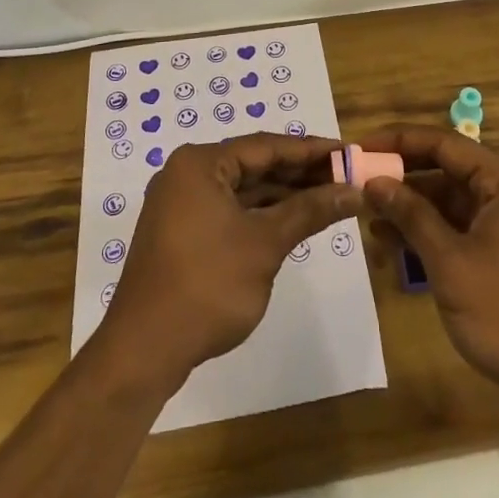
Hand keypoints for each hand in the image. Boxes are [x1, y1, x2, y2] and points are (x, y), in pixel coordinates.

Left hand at [96, 134, 362, 386]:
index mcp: (200, 163)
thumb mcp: (266, 244)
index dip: (311, 150)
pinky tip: (293, 221)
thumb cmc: (207, 286)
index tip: (348, 152)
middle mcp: (187, 174)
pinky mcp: (182, 233)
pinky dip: (261, 215)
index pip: (266, 146)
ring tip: (329, 197)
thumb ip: (309, 211)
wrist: (144, 352)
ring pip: (243, 190)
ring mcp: (181, 205)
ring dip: (283, 195)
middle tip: (345, 176)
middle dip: (300, 173)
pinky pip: (230, 210)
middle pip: (254, 165)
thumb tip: (354, 191)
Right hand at [360, 127, 498, 403]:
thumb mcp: (450, 262)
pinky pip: (459, 229)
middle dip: (402, 179)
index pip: (444, 144)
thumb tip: (375, 182)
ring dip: (412, 210)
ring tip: (369, 221)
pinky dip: (429, 234)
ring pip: (450, 203)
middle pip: (446, 171)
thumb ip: (411, 216)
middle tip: (359, 185)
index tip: (362, 147)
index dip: (400, 141)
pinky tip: (395, 245)